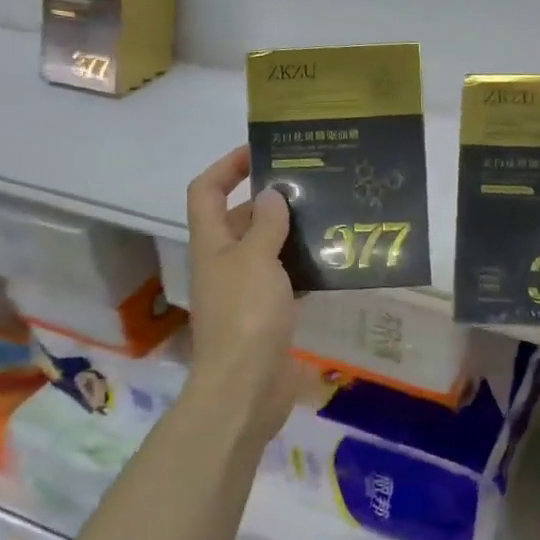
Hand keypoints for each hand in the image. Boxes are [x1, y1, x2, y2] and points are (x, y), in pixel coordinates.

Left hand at [182, 146, 301, 440]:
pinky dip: (303, 270)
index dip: (227, 167)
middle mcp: (224, 263)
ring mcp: (245, 291)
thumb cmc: (246, 315)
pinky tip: (332, 263)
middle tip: (313, 185)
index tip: (260, 152)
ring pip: (266, 250)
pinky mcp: (266, 316)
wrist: (246, 387)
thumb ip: (266, 224)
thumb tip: (272, 194)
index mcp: (211, 243)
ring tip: (329, 217)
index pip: (207, 190)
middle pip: (240, 219)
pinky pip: (285, 281)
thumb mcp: (256, 260)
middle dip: (270, 199)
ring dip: (290, 234)